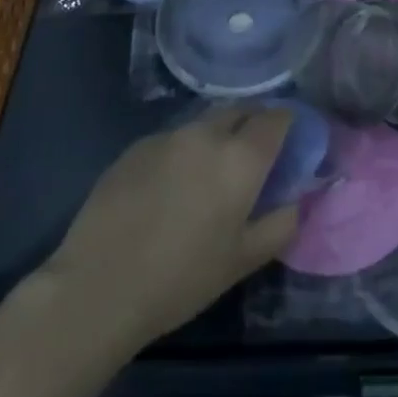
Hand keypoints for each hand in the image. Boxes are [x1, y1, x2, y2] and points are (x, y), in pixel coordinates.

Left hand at [45, 105, 298, 348]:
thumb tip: (298, 199)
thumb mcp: (244, 259)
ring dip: (218, 136)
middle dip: (254, 122)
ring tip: (210, 173)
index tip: (291, 142)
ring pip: (204, 123)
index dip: (289, 125)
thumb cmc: (182, 278)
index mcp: (240, 157)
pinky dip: (184, 151)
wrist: (99, 286)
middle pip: (240, 110)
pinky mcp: (134, 148)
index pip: (277, 118)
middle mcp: (205, 134)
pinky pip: (172, 139)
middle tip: (255, 154)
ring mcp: (166, 137)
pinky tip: (170, 186)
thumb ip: (282, 222)